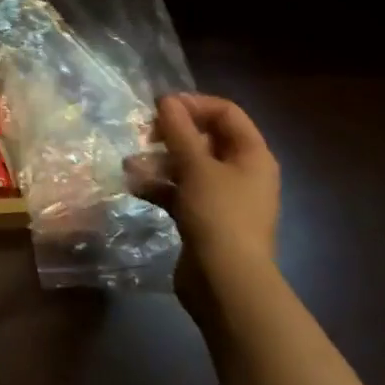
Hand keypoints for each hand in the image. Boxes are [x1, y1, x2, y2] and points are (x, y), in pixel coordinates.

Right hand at [151, 93, 280, 319]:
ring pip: (189, 166)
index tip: (160, 108)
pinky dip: (160, 186)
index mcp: (252, 155)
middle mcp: (242, 173)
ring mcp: (223, 198)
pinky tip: (135, 186)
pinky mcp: (205, 219)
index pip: (226, 113)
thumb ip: (179, 131)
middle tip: (143, 134)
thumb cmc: (218, 215)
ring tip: (131, 164)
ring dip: (159, 161)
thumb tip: (167, 100)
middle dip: (171, 134)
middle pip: (205, 138)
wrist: (226, 283)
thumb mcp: (196, 167)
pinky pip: (181, 192)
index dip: (193, 104)